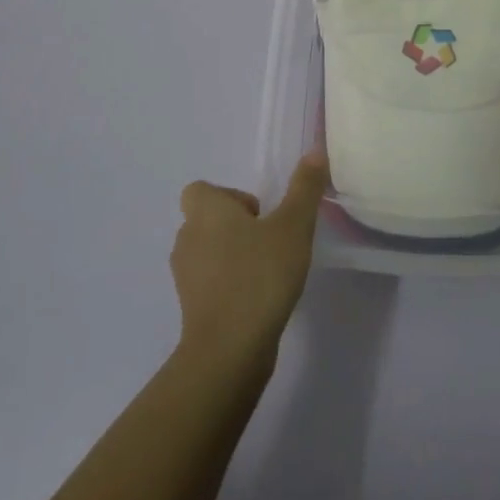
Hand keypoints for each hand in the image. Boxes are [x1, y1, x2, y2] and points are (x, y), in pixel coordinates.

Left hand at [171, 153, 327, 365]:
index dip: (229, 196)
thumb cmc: (260, 275)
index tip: (260, 214)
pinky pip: (210, 282)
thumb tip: (314, 151)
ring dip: (233, 256)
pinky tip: (259, 298)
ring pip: (208, 252)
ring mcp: (185, 276)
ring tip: (268, 270)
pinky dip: (230, 284)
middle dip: (237, 226)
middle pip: (207, 220)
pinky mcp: (192, 307)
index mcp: (205, 211)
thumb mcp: (294, 226)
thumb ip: (304, 188)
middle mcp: (187, 238)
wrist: (229, 348)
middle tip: (271, 241)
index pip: (201, 190)